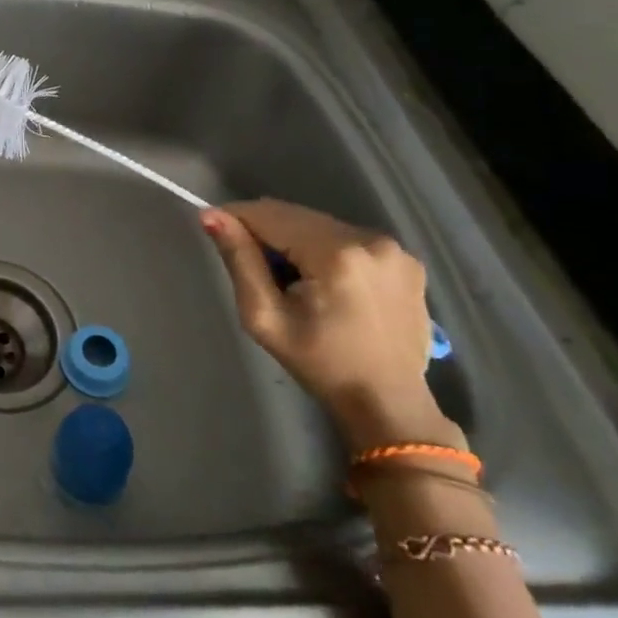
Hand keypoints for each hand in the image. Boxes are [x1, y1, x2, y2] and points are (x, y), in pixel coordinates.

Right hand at [202, 199, 459, 452]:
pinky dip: (327, 250)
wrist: (388, 403)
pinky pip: (348, 238)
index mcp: (335, 254)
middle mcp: (369, 239)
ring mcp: (394, 249)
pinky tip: (328, 284)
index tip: (219, 235)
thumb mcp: (264, 316)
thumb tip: (211, 215)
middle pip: (296, 216)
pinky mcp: (406, 260)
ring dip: (298, 241)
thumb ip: (239, 259)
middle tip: (259, 270)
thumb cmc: (319, 363)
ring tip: (295, 281)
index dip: (237, 219)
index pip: (269, 214)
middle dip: (269, 233)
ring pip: (321, 225)